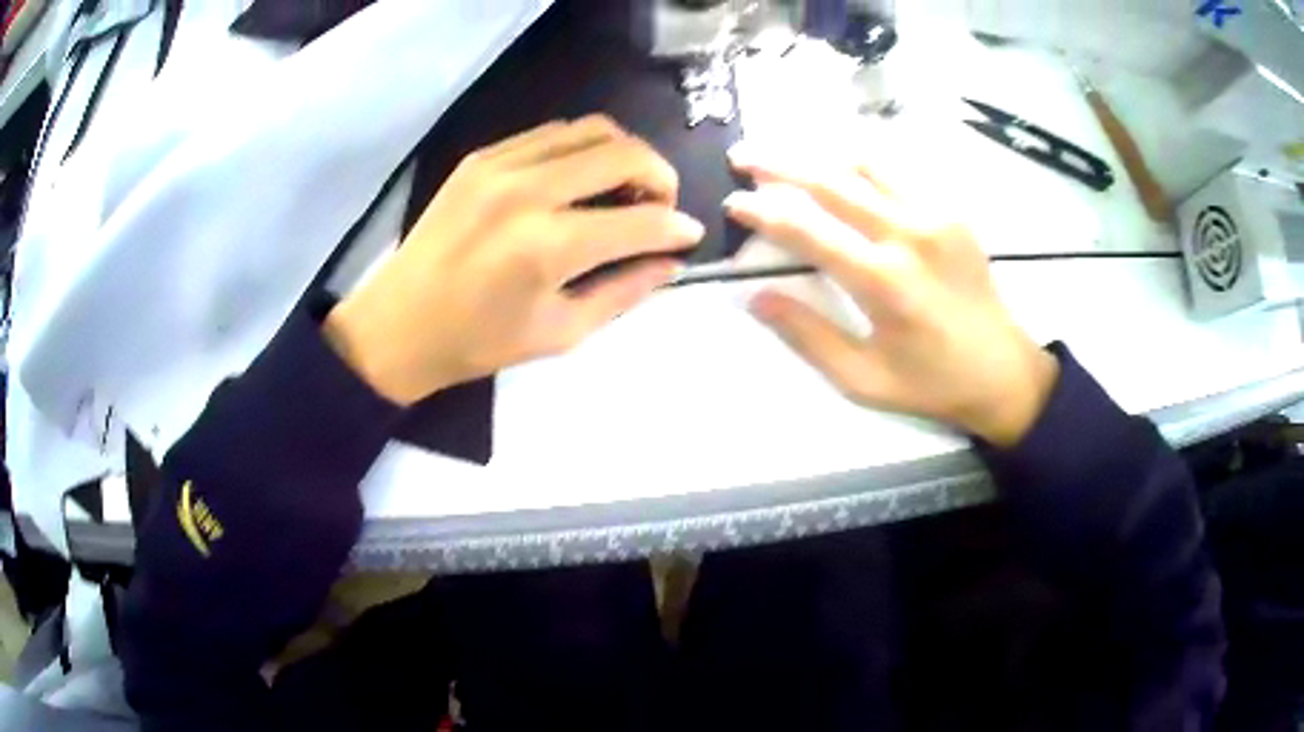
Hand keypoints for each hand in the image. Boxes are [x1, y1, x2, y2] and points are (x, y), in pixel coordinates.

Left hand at [324, 116, 703, 404]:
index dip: (676, 227)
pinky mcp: (481, 156)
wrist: (398, 324)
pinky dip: (582, 148)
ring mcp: (500, 165)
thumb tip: (670, 262)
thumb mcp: (559, 333)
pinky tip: (580, 178)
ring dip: (624, 153)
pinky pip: (552, 133)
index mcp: (547, 248)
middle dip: (661, 176)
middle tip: (661, 205)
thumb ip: (623, 292)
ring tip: (625, 187)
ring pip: (591, 129)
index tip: (689, 235)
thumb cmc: (477, 343)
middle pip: (623, 153)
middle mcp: (527, 192)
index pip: (639, 221)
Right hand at [725, 143, 1057, 446]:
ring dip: (821, 158)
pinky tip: (845, 175)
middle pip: (832, 181)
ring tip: (789, 159)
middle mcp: (909, 234)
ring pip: (866, 166)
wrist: (1005, 373)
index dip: (763, 211)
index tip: (732, 202)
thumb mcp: (863, 378)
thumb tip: (755, 296)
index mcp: (884, 280)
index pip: (807, 230)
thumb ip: (808, 335)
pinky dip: (862, 169)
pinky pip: (898, 177)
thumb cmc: (931, 384)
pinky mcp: (953, 214)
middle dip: (779, 164)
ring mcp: (936, 217)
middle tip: (743, 155)